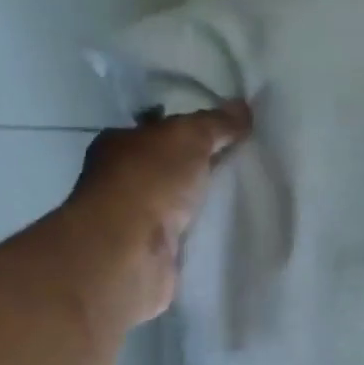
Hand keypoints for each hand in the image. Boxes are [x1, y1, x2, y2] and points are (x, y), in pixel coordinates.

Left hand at [59, 102, 251, 325]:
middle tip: (239, 171)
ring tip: (241, 204)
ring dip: (200, 209)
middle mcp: (120, 182)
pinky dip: (199, 239)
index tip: (225, 139)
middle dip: (198, 173)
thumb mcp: (189, 137)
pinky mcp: (150, 257)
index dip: (189, 133)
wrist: (131, 252)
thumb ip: (216, 123)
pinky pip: (182, 241)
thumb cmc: (150, 181)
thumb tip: (243, 107)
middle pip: (167, 172)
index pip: (157, 133)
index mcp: (119, 145)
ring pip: (175, 209)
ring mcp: (133, 223)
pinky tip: (226, 236)